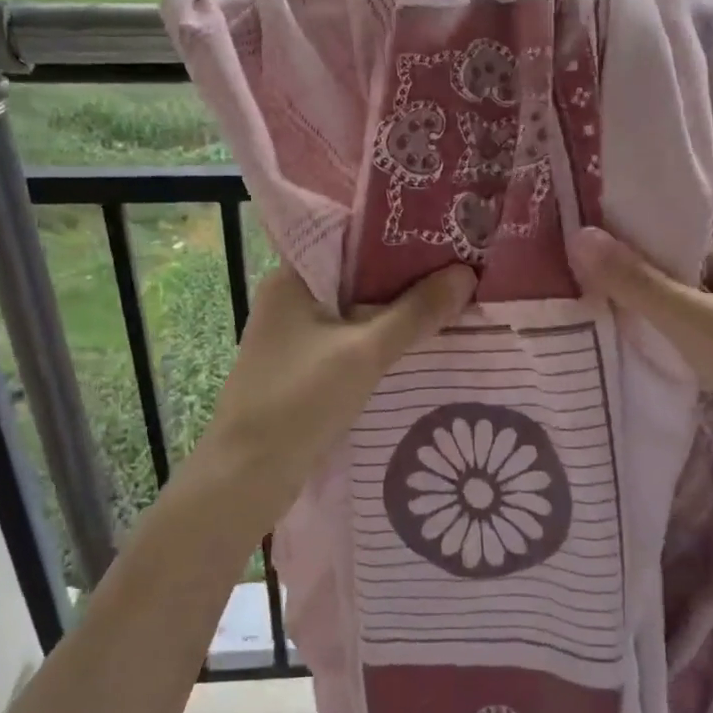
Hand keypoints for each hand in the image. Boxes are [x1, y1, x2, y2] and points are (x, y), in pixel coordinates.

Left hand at [191, 262, 477, 519]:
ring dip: (395, 311)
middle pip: (357, 277)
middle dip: (405, 277)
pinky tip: (417, 344)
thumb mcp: (364, 352)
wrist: (247, 478)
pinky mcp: (302, 368)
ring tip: (450, 301)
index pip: (350, 240)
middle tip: (460, 269)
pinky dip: (380, 340)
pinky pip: (349, 341)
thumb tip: (465, 274)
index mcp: (292, 278)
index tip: (444, 235)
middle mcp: (289, 299)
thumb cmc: (299, 401)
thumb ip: (415, 312)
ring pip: (355, 311)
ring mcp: (294, 336)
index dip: (397, 237)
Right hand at [567, 228, 712, 465]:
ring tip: (647, 349)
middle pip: (684, 276)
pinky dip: (698, 342)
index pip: (670, 247)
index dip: (635, 268)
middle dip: (654, 301)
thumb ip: (636, 282)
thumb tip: (579, 235)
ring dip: (675, 325)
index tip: (602, 293)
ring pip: (701, 305)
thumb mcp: (691, 324)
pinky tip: (686, 365)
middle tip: (618, 327)